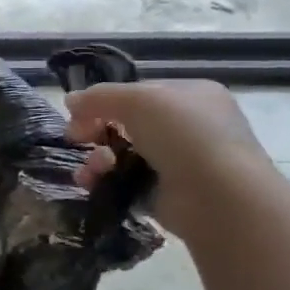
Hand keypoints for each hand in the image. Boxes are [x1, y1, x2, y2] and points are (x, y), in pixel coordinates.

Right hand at [63, 79, 274, 238]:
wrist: (219, 197)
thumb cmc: (185, 136)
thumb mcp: (138, 100)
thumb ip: (99, 97)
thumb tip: (70, 101)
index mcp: (192, 95)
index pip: (138, 92)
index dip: (104, 100)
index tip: (76, 113)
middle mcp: (189, 126)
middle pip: (126, 123)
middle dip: (96, 130)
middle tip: (75, 139)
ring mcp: (180, 161)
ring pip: (122, 153)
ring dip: (97, 158)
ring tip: (93, 168)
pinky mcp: (167, 192)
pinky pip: (125, 181)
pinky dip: (105, 181)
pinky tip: (93, 183)